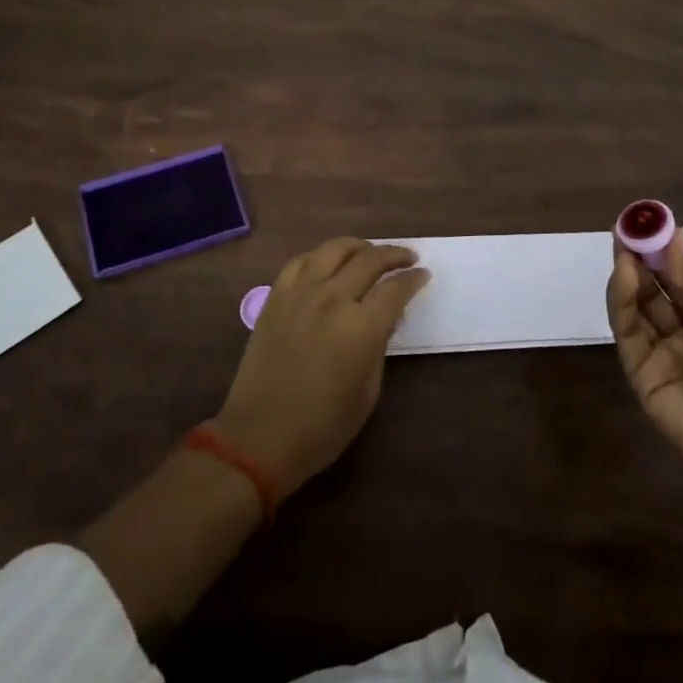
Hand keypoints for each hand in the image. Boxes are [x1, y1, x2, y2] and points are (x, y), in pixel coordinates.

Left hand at [215, 238, 429, 496]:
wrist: (260, 436)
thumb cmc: (323, 426)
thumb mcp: (368, 391)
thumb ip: (380, 345)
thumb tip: (386, 317)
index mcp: (360, 327)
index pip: (396, 289)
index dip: (413, 279)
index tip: (423, 275)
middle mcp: (332, 299)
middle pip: (369, 260)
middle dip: (394, 254)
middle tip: (407, 257)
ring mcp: (300, 294)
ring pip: (334, 249)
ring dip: (359, 246)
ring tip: (370, 252)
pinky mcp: (275, 297)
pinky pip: (301, 261)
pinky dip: (321, 256)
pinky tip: (329, 263)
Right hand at [606, 229, 682, 514]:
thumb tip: (673, 246)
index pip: (682, 280)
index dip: (666, 253)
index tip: (652, 224)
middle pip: (655, 290)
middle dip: (641, 260)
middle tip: (628, 229)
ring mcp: (661, 355)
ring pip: (637, 308)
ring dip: (628, 276)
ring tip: (623, 247)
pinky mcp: (641, 375)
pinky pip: (628, 333)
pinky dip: (622, 302)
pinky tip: (625, 275)